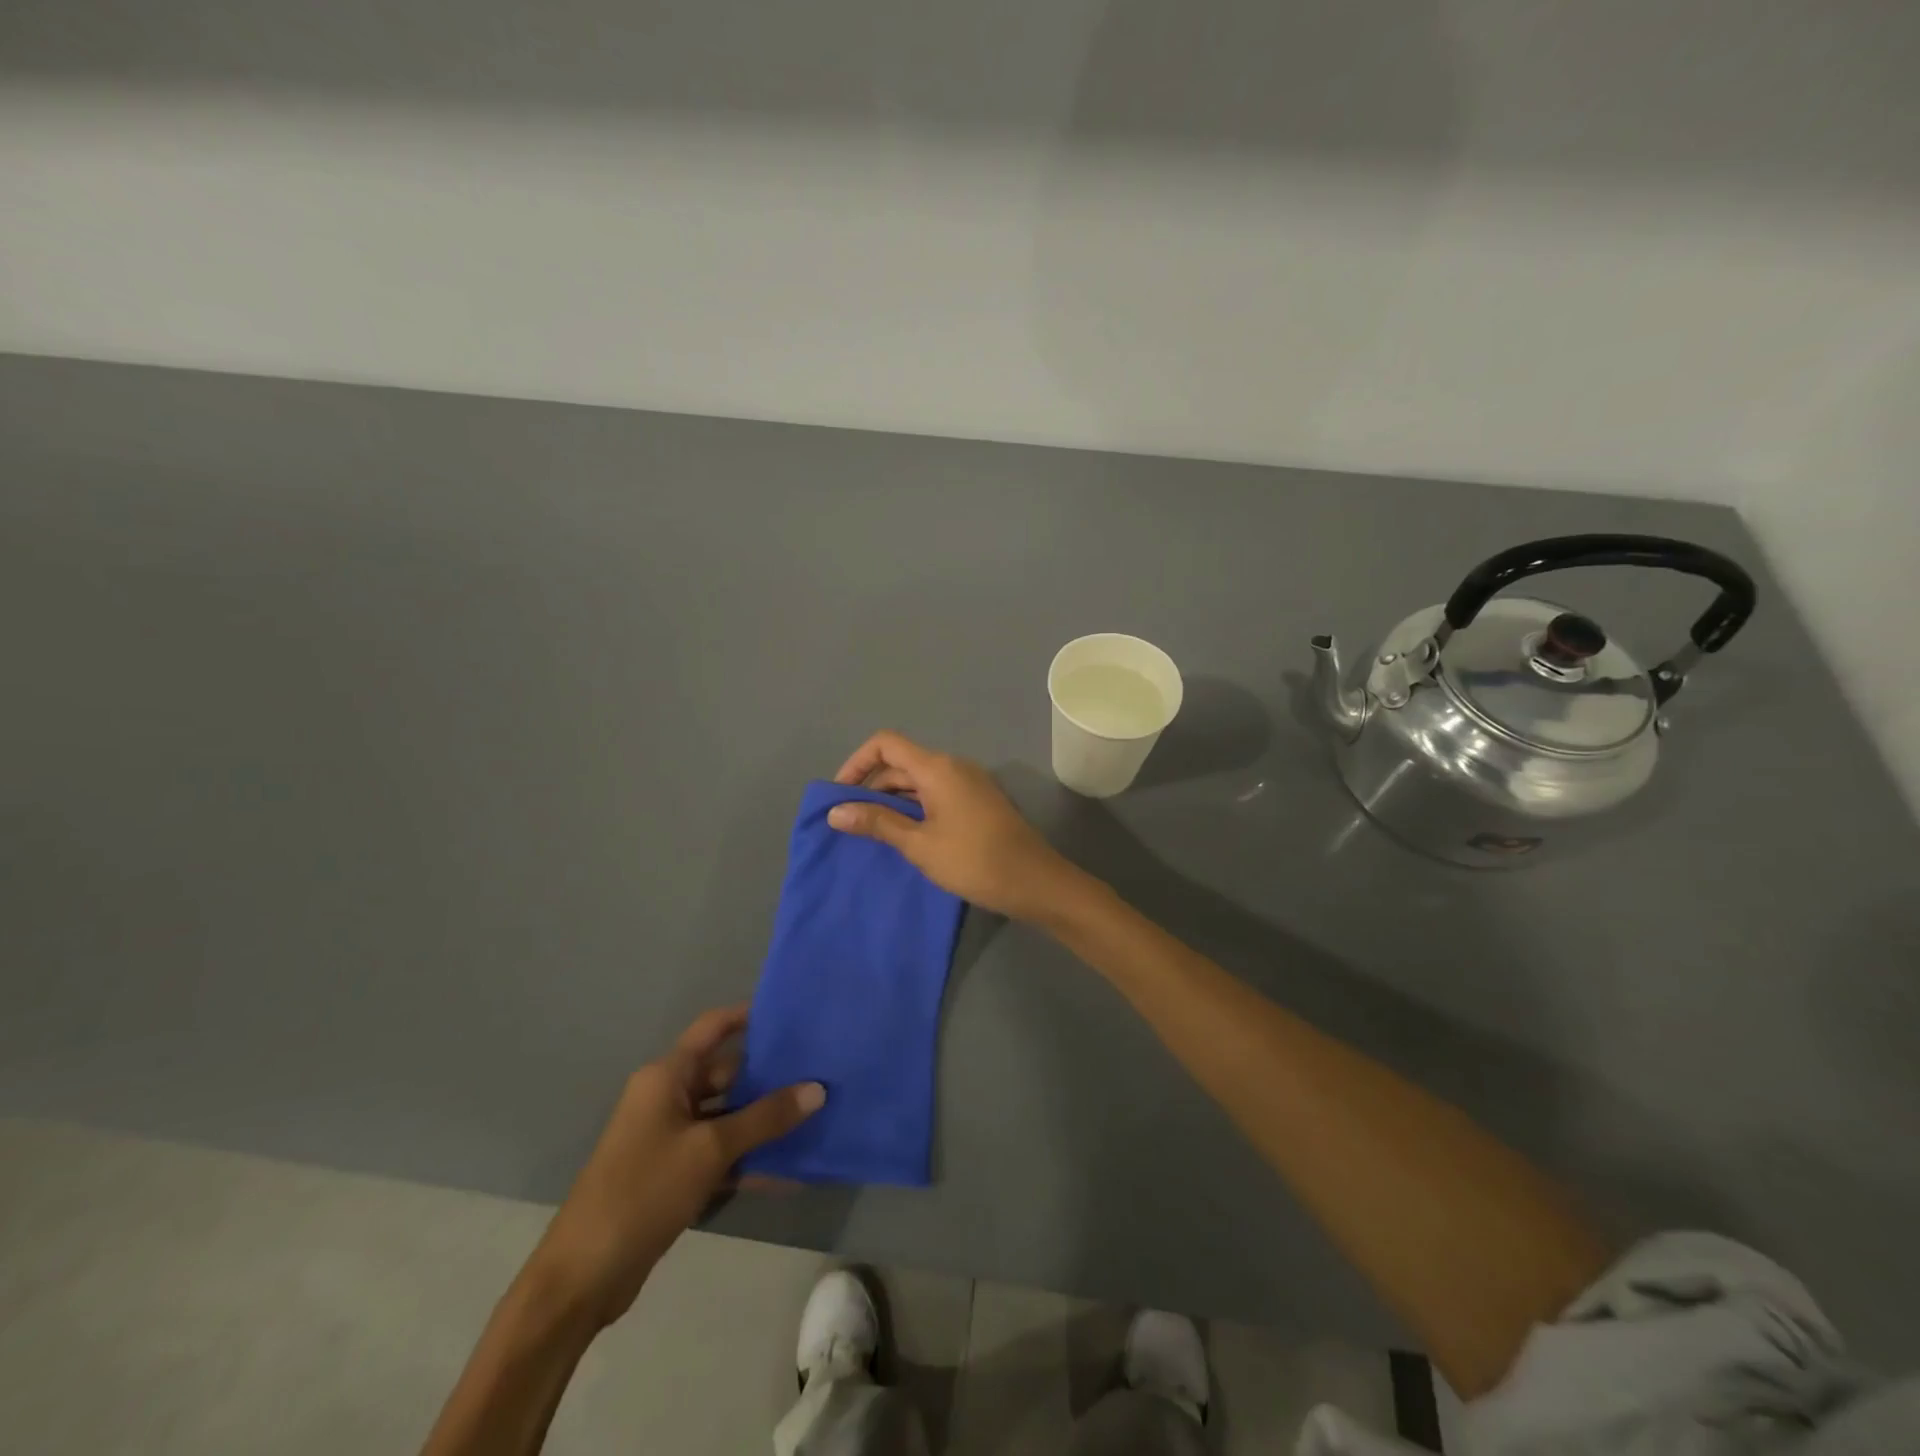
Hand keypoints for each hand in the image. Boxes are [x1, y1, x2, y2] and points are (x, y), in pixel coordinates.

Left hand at [530, 1006, 822, 1327]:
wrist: (582, 1278)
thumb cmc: (643, 1191)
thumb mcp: (710, 1150)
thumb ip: (765, 1118)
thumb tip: (817, 1089)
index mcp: (666, 1077)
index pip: (712, 1028)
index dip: (748, 1015)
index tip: (790, 1013)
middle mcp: (666, 1098)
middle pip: (725, 1073)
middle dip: (768, 1075)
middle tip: (817, 1071)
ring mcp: (668, 1138)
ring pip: (726, 1116)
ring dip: (762, 1120)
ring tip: (813, 1115)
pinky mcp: (672, 1174)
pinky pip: (719, 1153)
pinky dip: (748, 1158)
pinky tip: (788, 1170)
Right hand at [827, 731, 1080, 919]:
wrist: (1035, 881)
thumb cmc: (973, 861)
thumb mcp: (919, 844)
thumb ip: (877, 823)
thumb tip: (835, 811)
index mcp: (937, 767)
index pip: (885, 744)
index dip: (857, 762)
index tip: (840, 795)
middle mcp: (953, 766)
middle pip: (901, 762)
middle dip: (871, 786)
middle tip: (850, 822)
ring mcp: (969, 783)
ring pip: (919, 780)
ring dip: (892, 800)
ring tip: (872, 833)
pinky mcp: (978, 801)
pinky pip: (937, 793)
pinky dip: (914, 807)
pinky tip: (905, 835)